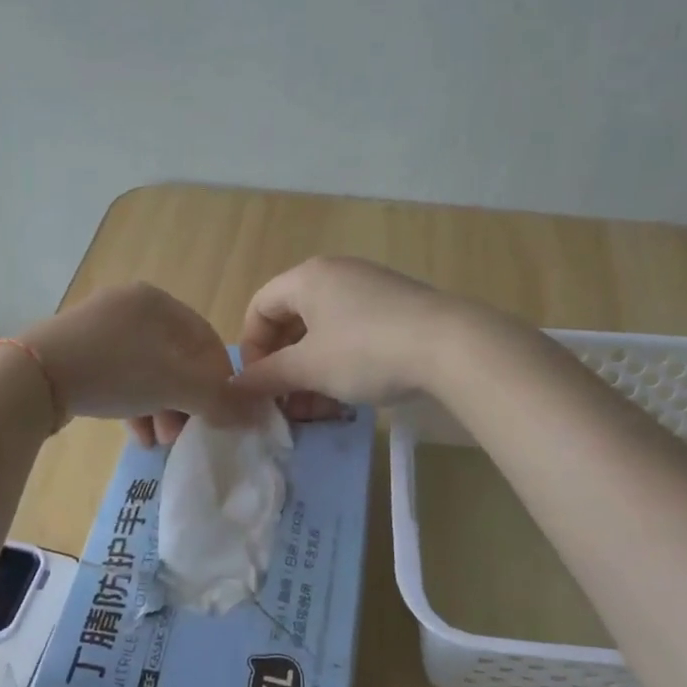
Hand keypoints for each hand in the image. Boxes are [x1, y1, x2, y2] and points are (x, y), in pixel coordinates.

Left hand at [20, 282, 255, 446]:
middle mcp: (130, 306)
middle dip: (186, 401)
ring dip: (160, 408)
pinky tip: (136, 434)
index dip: (220, 382)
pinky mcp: (74, 350)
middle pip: (175, 359)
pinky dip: (132, 404)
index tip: (221, 416)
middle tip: (185, 434)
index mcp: (157, 302)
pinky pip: (117, 376)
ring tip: (160, 442)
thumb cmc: (115, 371)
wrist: (32, 376)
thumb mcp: (175, 386)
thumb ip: (219, 399)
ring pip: (145, 370)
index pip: (205, 341)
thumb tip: (255, 415)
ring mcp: (98, 327)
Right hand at [232, 256, 460, 405]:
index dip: (252, 348)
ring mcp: (370, 290)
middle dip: (284, 367)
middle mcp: (336, 275)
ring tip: (316, 411)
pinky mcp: (397, 309)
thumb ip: (267, 376)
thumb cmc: (366, 351)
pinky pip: (353, 334)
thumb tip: (234, 386)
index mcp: (308, 278)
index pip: (260, 307)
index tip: (259, 385)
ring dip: (312, 372)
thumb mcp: (310, 368)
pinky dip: (341, 364)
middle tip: (286, 404)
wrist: (452, 346)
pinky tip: (348, 398)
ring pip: (324, 333)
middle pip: (292, 320)